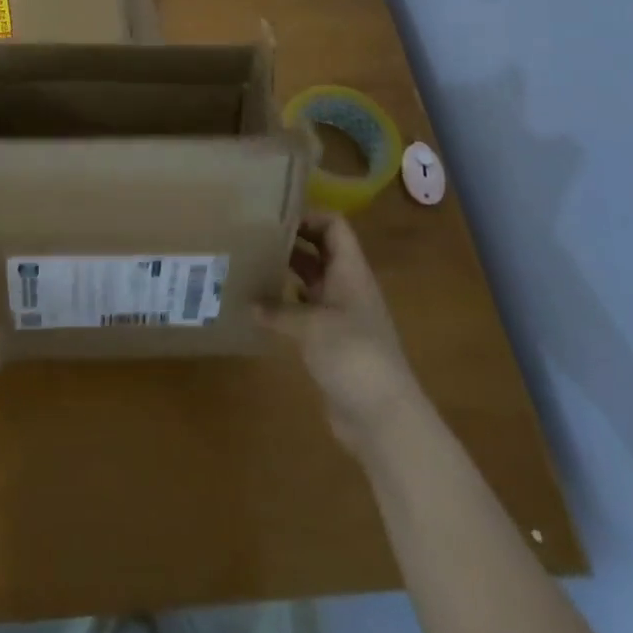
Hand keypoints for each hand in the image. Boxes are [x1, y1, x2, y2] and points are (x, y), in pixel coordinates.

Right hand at [261, 213, 426, 455]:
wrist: (382, 416)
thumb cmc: (352, 355)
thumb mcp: (311, 325)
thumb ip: (279, 309)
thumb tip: (251, 303)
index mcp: (350, 272)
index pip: (334, 227)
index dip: (308, 216)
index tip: (273, 217)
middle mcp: (346, 287)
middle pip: (320, 251)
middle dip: (290, 241)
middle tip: (252, 237)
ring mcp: (340, 316)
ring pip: (311, 281)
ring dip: (285, 272)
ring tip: (250, 265)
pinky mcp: (331, 342)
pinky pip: (305, 311)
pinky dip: (285, 305)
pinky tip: (260, 307)